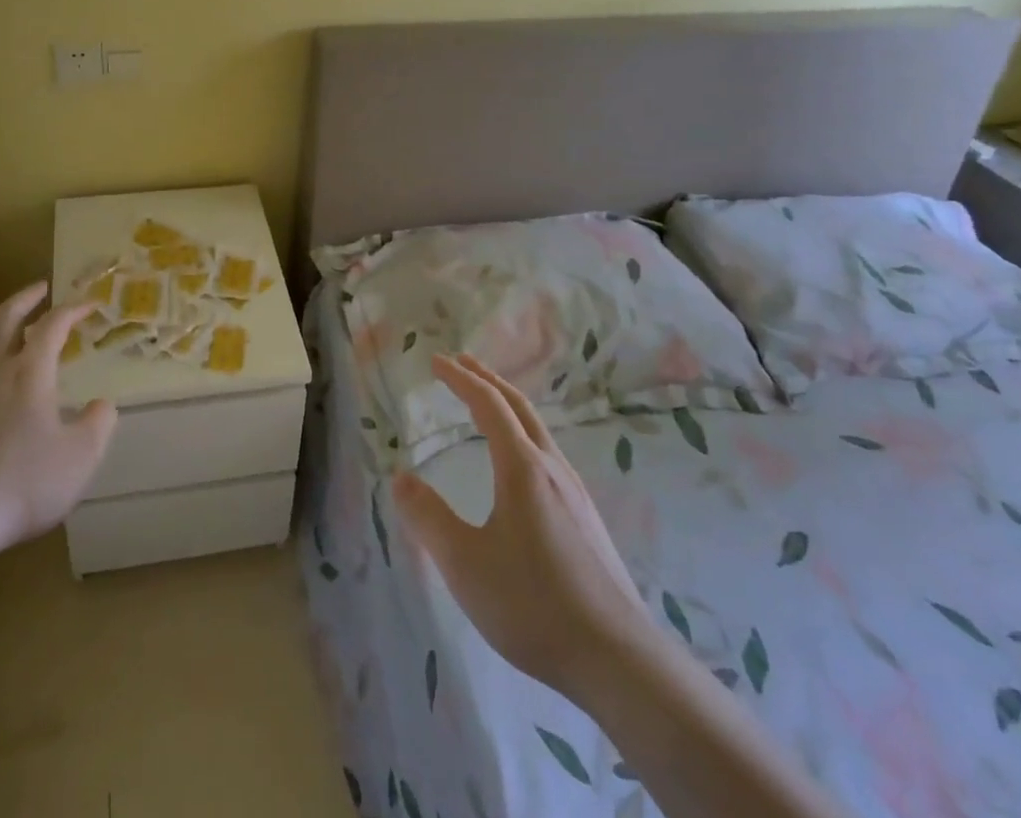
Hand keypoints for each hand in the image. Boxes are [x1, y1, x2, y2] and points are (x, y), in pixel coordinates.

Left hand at [0, 283, 116, 558]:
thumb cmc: (26, 481)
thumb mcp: (82, 455)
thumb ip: (99, 424)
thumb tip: (102, 405)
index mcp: (31, 373)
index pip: (53, 326)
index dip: (73, 310)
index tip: (90, 304)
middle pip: (5, 321)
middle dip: (25, 300)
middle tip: (40, 288)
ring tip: (0, 317)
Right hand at [392, 354, 658, 702]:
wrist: (619, 660)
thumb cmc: (533, 604)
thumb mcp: (465, 563)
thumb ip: (428, 518)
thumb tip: (401, 478)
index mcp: (522, 467)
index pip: (488, 404)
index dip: (460, 378)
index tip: (436, 360)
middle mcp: (551, 468)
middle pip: (518, 406)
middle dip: (487, 378)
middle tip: (461, 362)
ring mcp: (575, 493)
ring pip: (538, 429)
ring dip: (508, 405)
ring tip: (487, 403)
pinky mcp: (586, 520)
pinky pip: (548, 454)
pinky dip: (523, 432)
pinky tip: (520, 462)